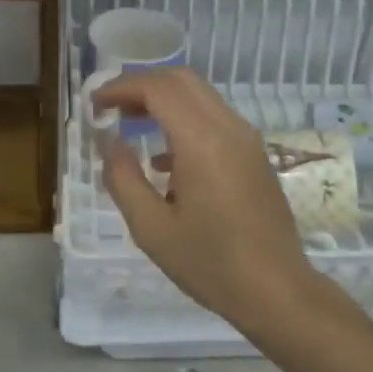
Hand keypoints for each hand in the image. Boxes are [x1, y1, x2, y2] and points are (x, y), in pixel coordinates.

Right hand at [93, 68, 321, 326]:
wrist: (277, 290)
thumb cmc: (210, 263)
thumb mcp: (151, 228)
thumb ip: (123, 179)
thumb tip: (108, 141)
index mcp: (202, 142)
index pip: (158, 89)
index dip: (121, 88)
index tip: (95, 105)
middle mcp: (229, 128)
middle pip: (182, 81)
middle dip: (142, 86)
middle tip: (111, 108)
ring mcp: (247, 140)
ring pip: (201, 97)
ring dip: (164, 101)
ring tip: (130, 125)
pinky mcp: (255, 155)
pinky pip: (215, 119)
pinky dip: (184, 120)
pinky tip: (164, 161)